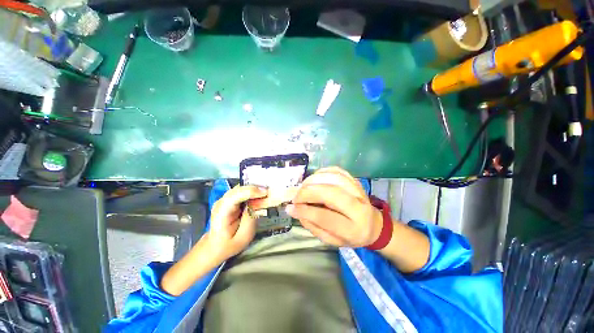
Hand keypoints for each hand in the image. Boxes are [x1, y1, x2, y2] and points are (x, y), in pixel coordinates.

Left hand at [205, 185, 267, 260]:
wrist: (215, 246)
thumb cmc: (229, 244)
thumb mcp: (243, 237)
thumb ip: (250, 219)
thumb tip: (258, 203)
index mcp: (221, 212)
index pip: (234, 196)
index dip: (250, 191)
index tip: (265, 192)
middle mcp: (221, 202)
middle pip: (238, 189)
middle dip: (255, 188)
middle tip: (270, 191)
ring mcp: (224, 199)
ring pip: (241, 187)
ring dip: (254, 188)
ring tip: (267, 192)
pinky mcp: (229, 198)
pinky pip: (241, 190)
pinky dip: (252, 190)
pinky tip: (260, 194)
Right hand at [285, 167, 382, 247]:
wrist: (373, 225)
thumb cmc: (350, 236)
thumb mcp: (331, 240)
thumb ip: (313, 226)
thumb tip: (294, 210)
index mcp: (353, 229)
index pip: (326, 218)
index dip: (306, 211)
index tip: (291, 207)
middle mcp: (359, 208)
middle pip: (332, 193)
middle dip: (308, 192)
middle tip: (297, 196)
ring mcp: (359, 191)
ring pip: (334, 179)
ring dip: (314, 180)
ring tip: (304, 187)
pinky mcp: (356, 181)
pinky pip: (338, 171)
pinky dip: (323, 172)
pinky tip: (315, 178)